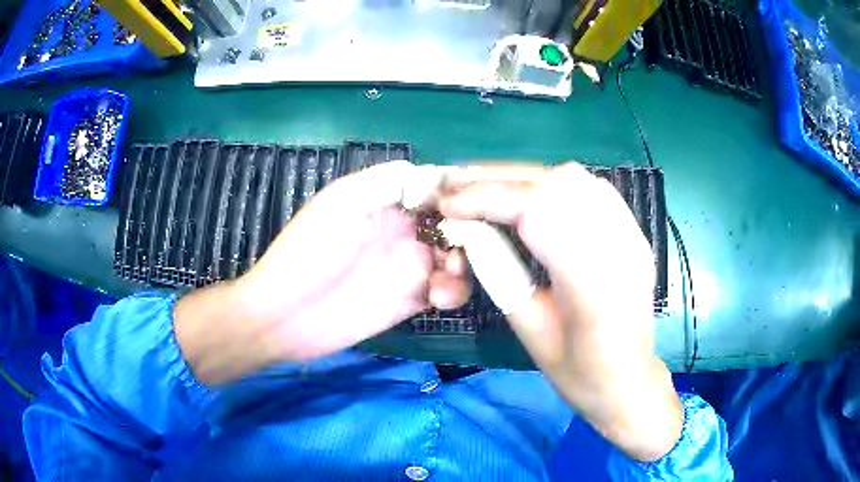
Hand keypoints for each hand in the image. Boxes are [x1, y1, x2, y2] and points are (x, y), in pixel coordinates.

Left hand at [175, 162, 469, 383]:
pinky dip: (453, 291)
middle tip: (473, 245)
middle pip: (454, 222)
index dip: (459, 192)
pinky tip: (440, 297)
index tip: (480, 201)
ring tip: (449, 275)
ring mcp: (407, 265)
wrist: (287, 316)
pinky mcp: (410, 299)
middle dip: (471, 231)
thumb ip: (387, 181)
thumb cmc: (309, 253)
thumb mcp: (343, 202)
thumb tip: (436, 174)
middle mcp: (402, 229)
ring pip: (456, 257)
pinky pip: (446, 290)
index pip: (435, 188)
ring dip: (465, 263)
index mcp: (385, 200)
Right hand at [439, 163, 682, 461]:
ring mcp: (633, 236)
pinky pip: (590, 188)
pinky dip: (550, 183)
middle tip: (457, 187)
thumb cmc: (579, 374)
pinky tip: (530, 196)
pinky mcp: (634, 231)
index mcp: (595, 289)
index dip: (487, 198)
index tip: (447, 203)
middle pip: (558, 184)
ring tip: (487, 189)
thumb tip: (468, 229)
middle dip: (499, 179)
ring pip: (575, 178)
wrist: (630, 380)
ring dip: (523, 177)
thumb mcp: (530, 332)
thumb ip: (500, 275)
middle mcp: (622, 250)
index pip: (538, 213)